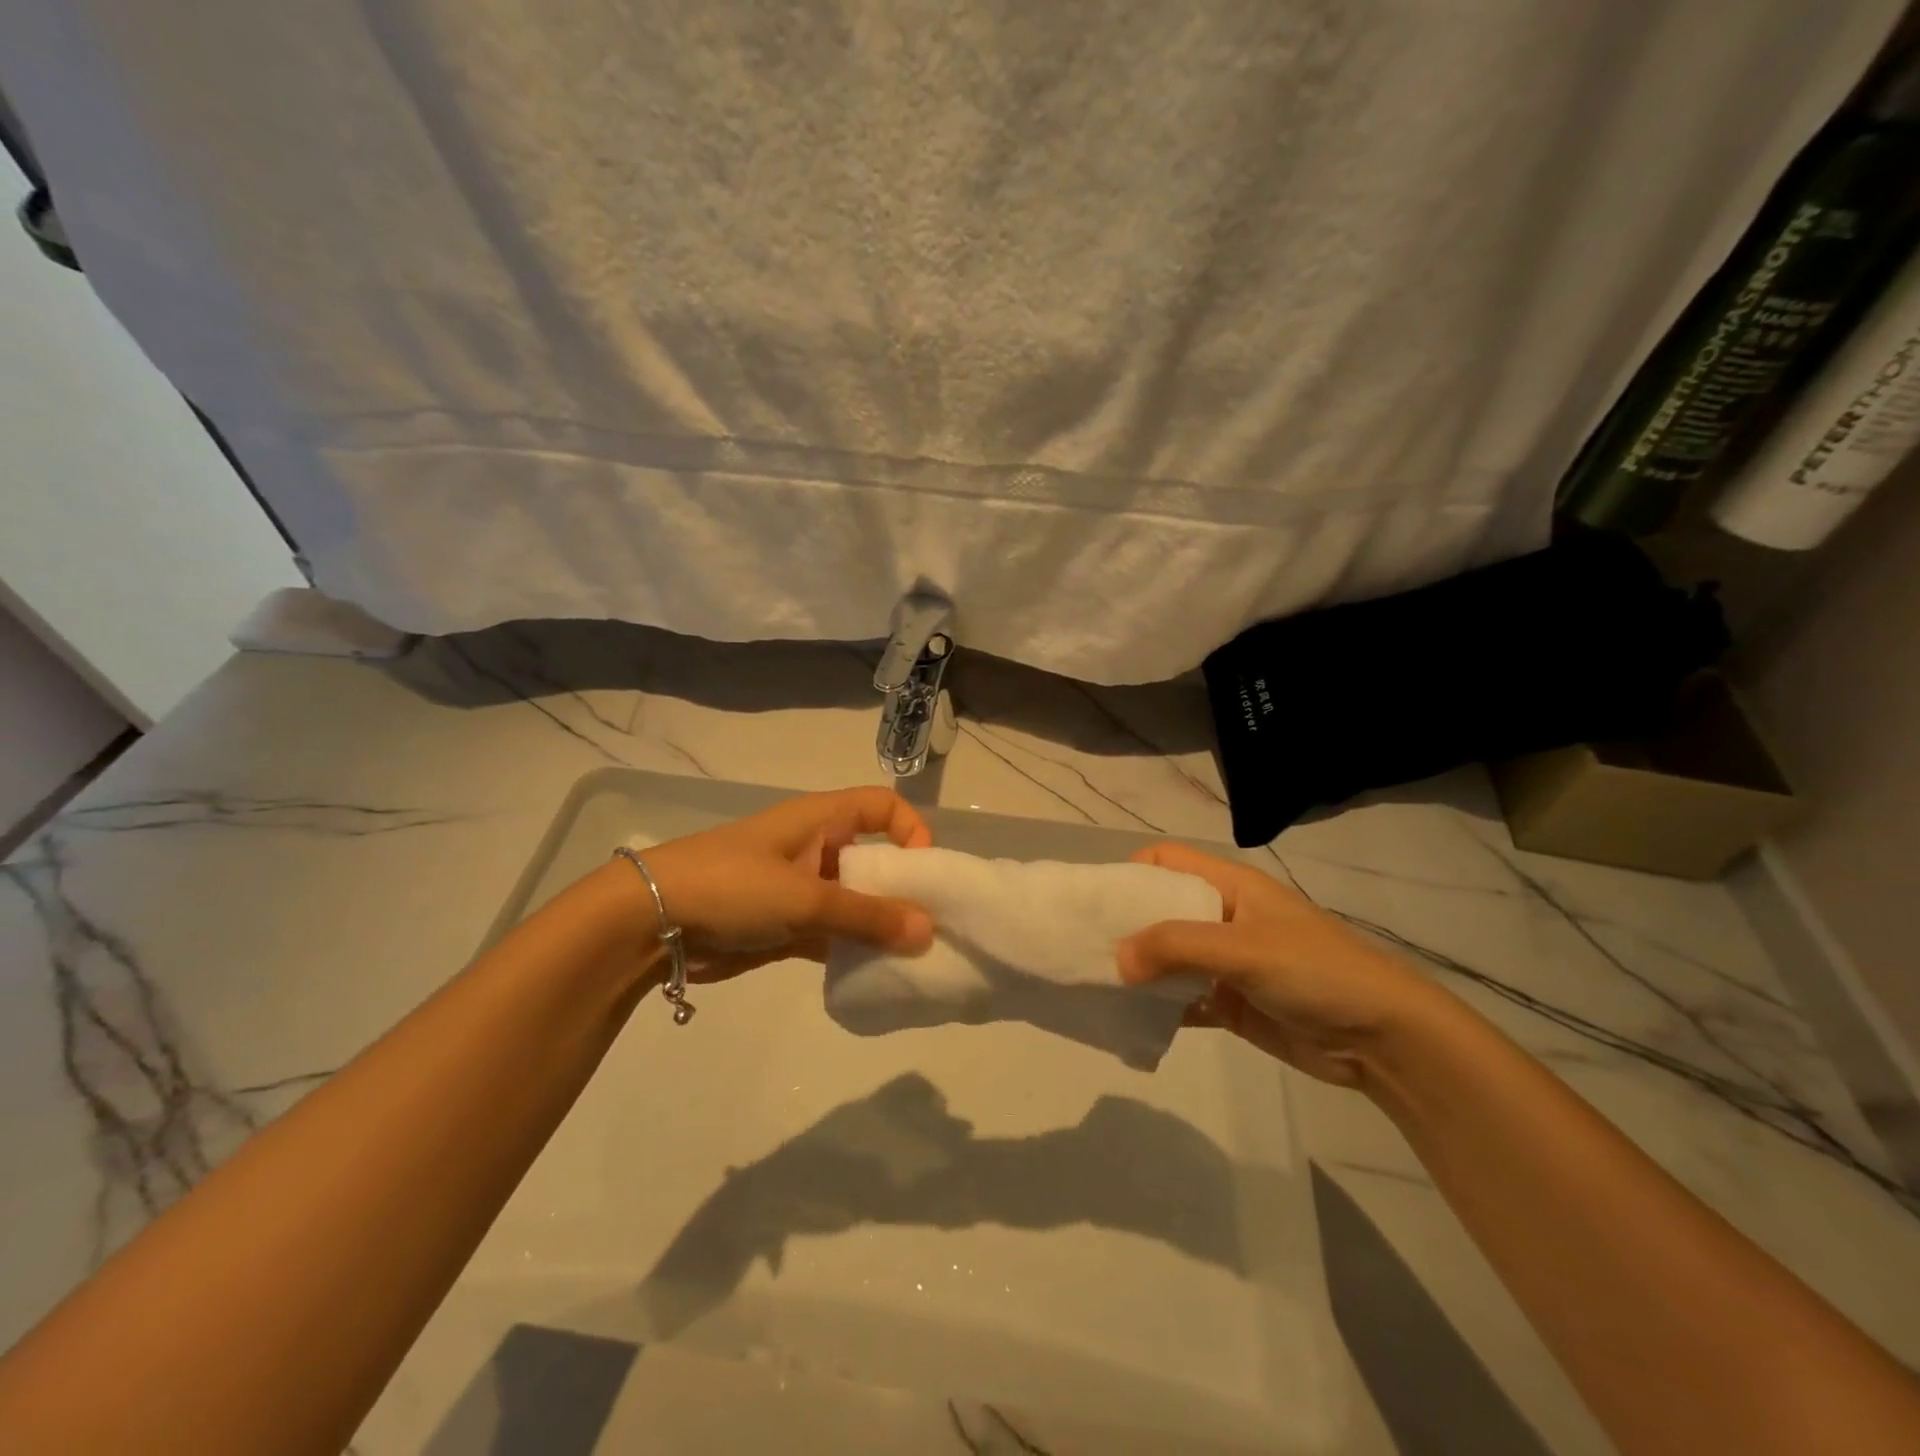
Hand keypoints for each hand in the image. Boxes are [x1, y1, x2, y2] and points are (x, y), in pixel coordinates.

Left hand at [636, 787, 935, 980]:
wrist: (652, 922)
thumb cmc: (734, 885)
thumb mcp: (806, 896)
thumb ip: (868, 916)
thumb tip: (929, 932)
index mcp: (822, 819)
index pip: (882, 806)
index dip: (910, 830)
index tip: (926, 872)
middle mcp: (817, 848)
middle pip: (875, 859)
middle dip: (903, 889)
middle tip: (931, 926)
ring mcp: (801, 889)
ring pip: (855, 902)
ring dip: (879, 926)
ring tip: (911, 957)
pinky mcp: (786, 926)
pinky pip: (833, 934)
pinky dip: (853, 950)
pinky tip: (874, 974)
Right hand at [1116, 842, 1440, 1087]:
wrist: (1384, 1038)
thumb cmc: (1315, 971)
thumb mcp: (1243, 947)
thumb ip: (1177, 946)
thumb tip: (1115, 957)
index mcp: (1228, 887)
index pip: (1166, 862)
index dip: (1130, 872)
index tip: (1094, 901)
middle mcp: (1222, 918)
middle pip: (1160, 911)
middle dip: (1125, 927)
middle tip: (1082, 948)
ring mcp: (1226, 962)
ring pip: (1168, 958)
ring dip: (1139, 971)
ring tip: (1095, 985)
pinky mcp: (1231, 1003)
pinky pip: (1183, 998)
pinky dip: (1159, 1007)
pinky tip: (1130, 1019)